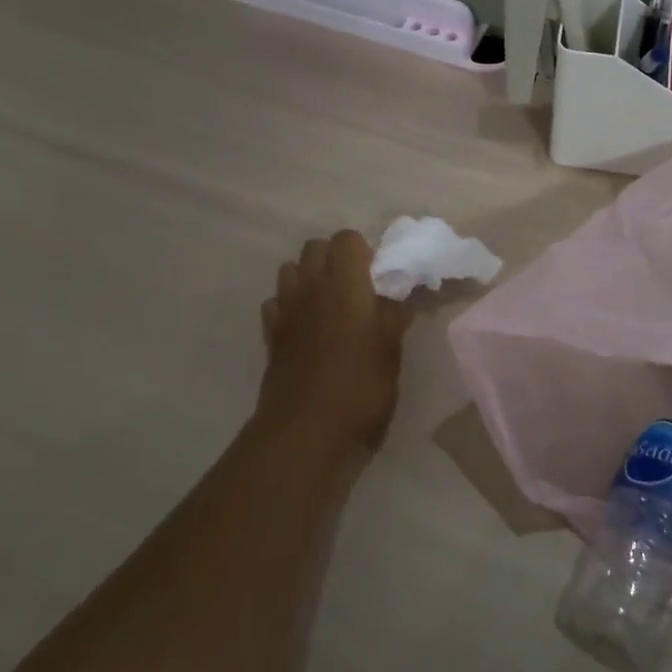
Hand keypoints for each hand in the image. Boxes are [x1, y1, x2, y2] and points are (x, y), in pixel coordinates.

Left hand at [255, 231, 410, 452]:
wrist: (306, 432)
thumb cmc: (359, 387)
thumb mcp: (391, 350)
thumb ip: (395, 314)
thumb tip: (400, 293)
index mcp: (346, 285)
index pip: (347, 239)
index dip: (363, 251)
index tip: (378, 276)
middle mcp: (311, 287)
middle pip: (315, 247)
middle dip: (334, 258)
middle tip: (356, 288)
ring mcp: (286, 310)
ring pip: (290, 270)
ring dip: (309, 278)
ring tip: (329, 305)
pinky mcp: (270, 335)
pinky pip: (276, 304)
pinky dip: (289, 307)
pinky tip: (305, 329)